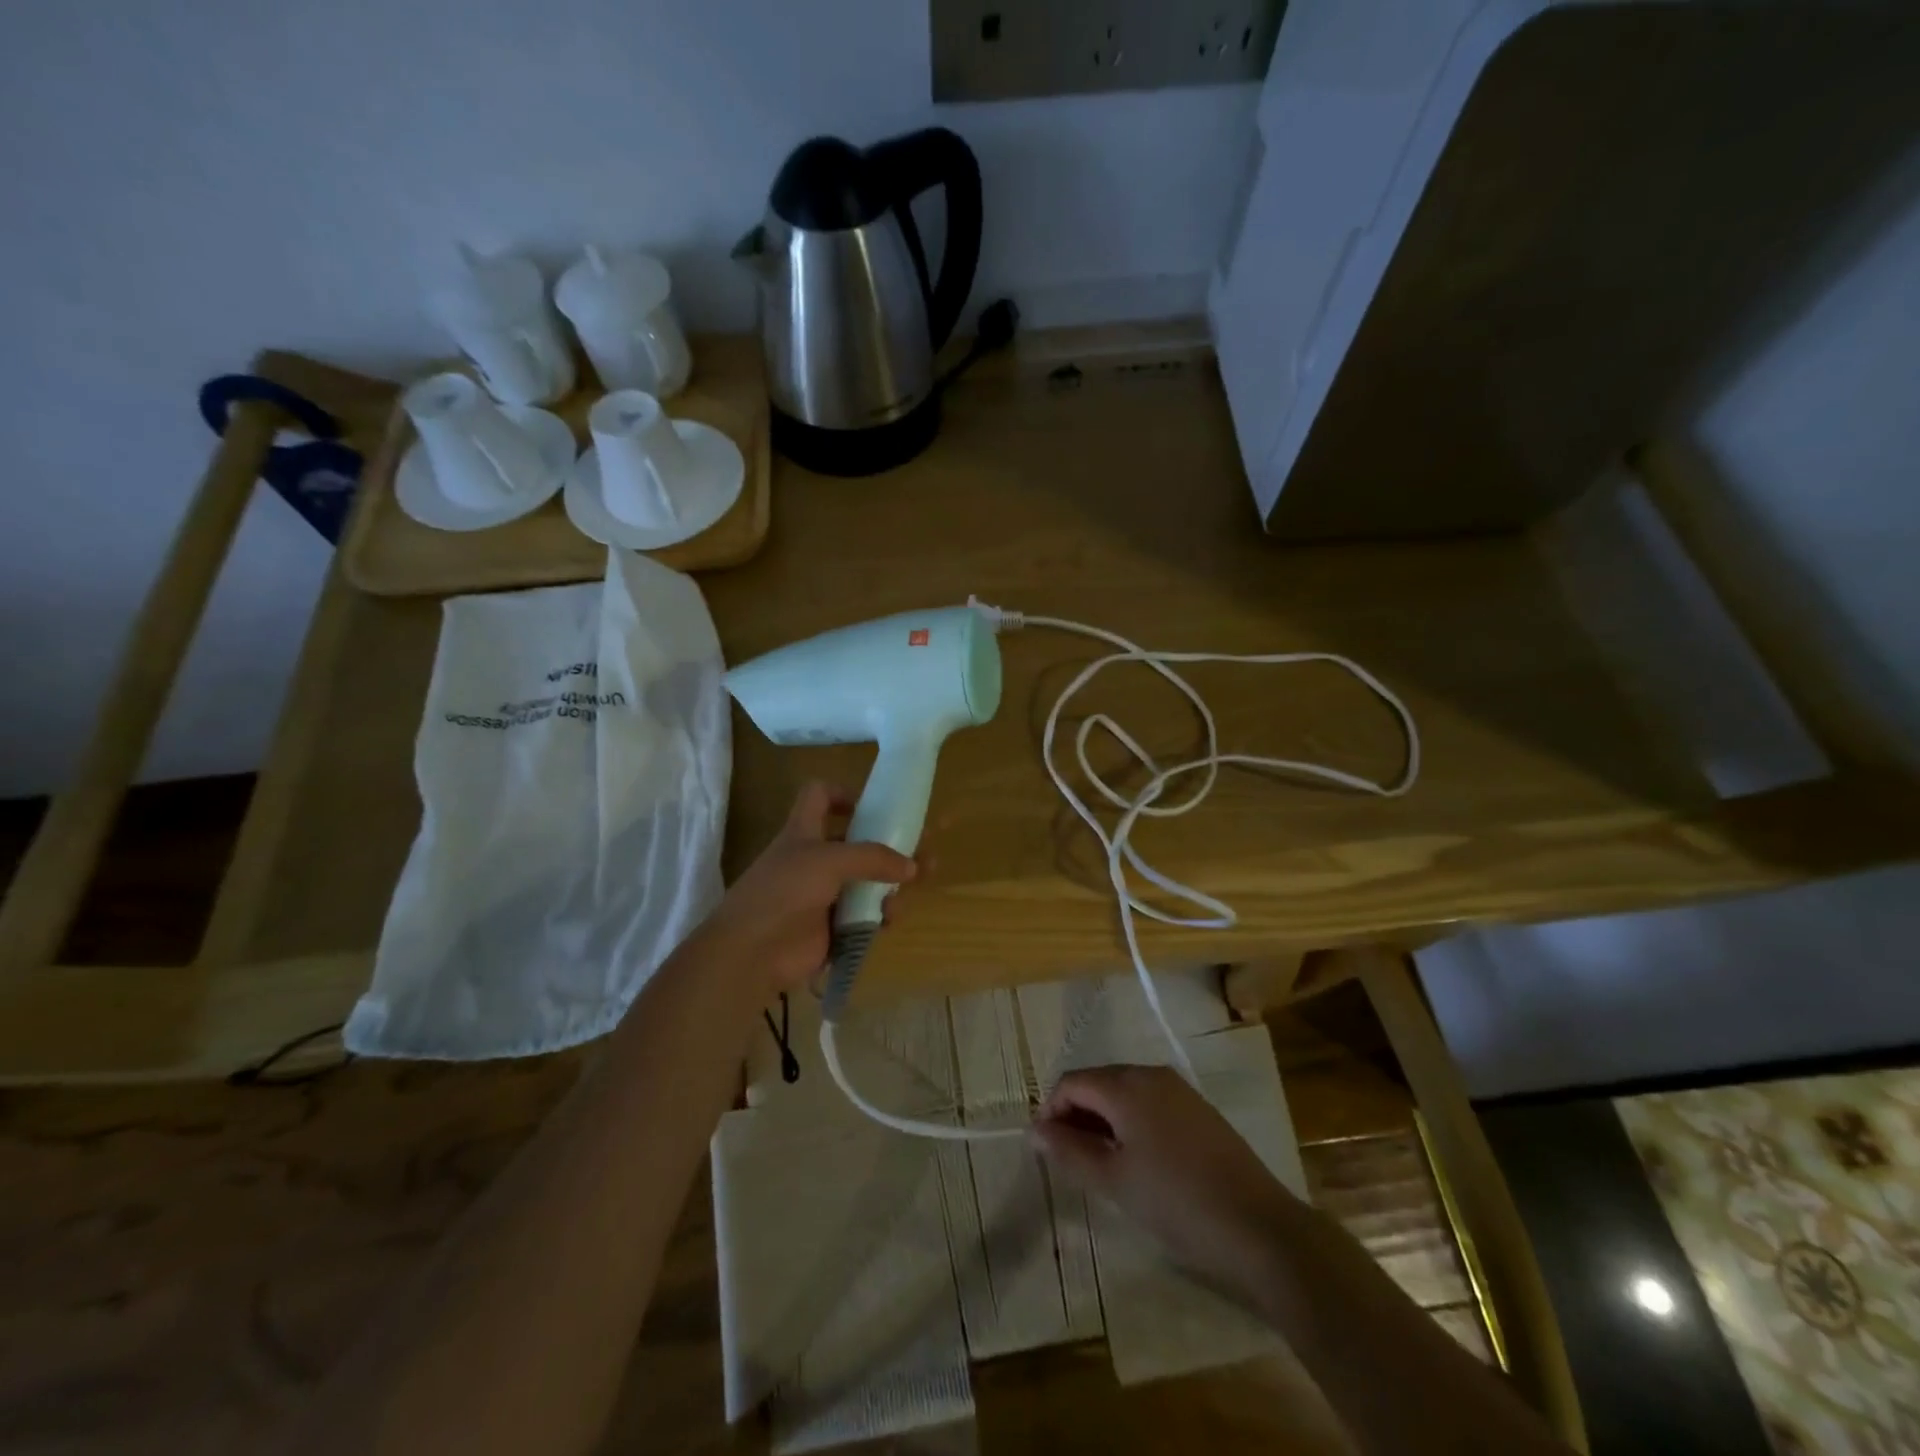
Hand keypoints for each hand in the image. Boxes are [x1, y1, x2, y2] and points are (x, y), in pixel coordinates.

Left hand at [701, 781, 917, 993]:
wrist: (752, 952)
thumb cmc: (784, 891)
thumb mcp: (829, 861)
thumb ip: (874, 858)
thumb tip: (912, 866)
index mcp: (804, 831)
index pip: (819, 796)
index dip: (843, 793)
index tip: (872, 805)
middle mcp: (815, 859)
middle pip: (858, 843)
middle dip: (891, 843)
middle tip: (925, 848)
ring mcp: (824, 894)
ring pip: (867, 881)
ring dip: (893, 881)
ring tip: (919, 882)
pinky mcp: (832, 927)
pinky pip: (865, 915)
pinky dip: (881, 914)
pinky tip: (890, 918)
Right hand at [1031, 1065, 1293, 1298]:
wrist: (1260, 1227)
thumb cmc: (1176, 1202)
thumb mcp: (1114, 1181)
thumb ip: (1069, 1151)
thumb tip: (1035, 1129)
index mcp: (1126, 1084)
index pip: (1071, 1082)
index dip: (1051, 1111)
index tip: (1044, 1150)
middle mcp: (1151, 1074)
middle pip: (1098, 1082)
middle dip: (1076, 1114)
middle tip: (1068, 1159)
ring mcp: (1179, 1089)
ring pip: (1124, 1093)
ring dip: (1103, 1120)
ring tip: (1099, 1164)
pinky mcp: (1199, 1110)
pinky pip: (1150, 1103)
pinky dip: (1131, 1123)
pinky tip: (1136, 1160)